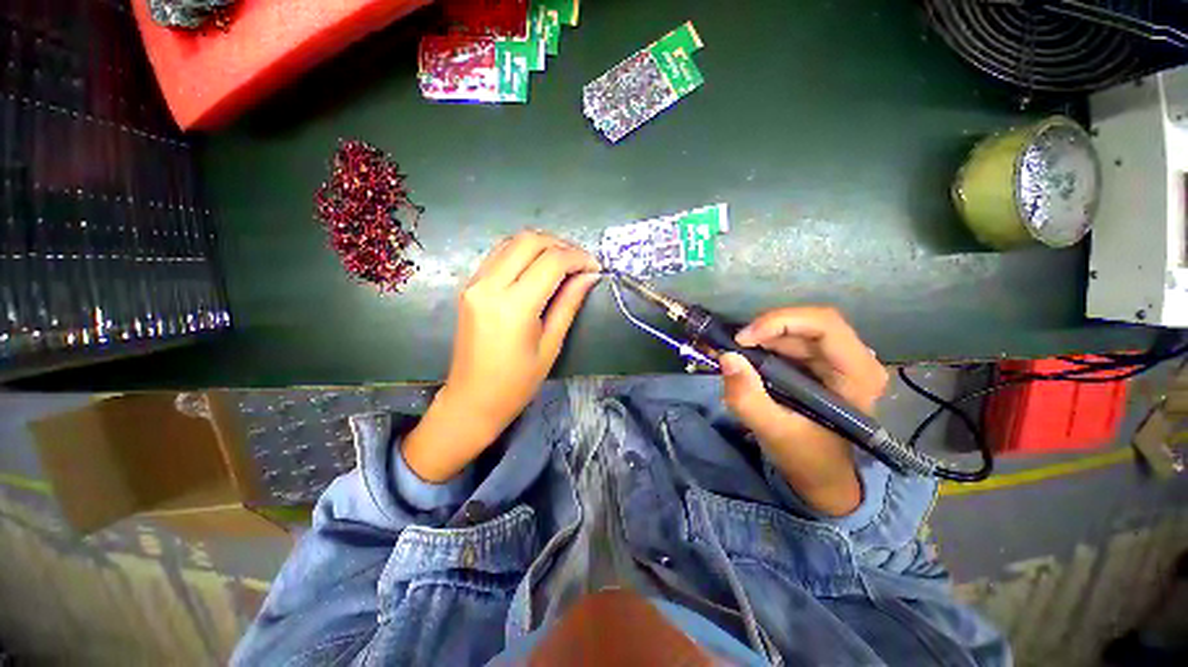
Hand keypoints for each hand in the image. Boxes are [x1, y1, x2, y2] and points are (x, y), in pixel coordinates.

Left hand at [403, 230, 600, 481]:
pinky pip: (499, 254)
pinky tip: (538, 267)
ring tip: (564, 263)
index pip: (552, 262)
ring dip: (542, 245)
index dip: (579, 258)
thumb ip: (569, 303)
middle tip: (581, 262)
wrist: (471, 399)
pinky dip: (523, 252)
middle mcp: (489, 286)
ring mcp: (475, 283)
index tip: (596, 267)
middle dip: (561, 245)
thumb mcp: (551, 345)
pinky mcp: (469, 286)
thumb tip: (589, 275)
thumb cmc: (517, 383)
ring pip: (512, 241)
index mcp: (514, 306)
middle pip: (529, 240)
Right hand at [719, 307, 887, 516]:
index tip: (743, 340)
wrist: (821, 476)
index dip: (780, 322)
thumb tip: (727, 357)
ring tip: (732, 352)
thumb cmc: (807, 458)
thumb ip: (748, 398)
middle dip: (764, 330)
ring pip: (795, 329)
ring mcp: (836, 359)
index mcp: (857, 374)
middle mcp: (853, 359)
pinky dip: (762, 344)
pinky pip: (788, 341)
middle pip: (807, 323)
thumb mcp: (774, 431)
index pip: (824, 324)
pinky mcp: (818, 363)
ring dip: (760, 337)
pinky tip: (744, 356)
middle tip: (732, 346)